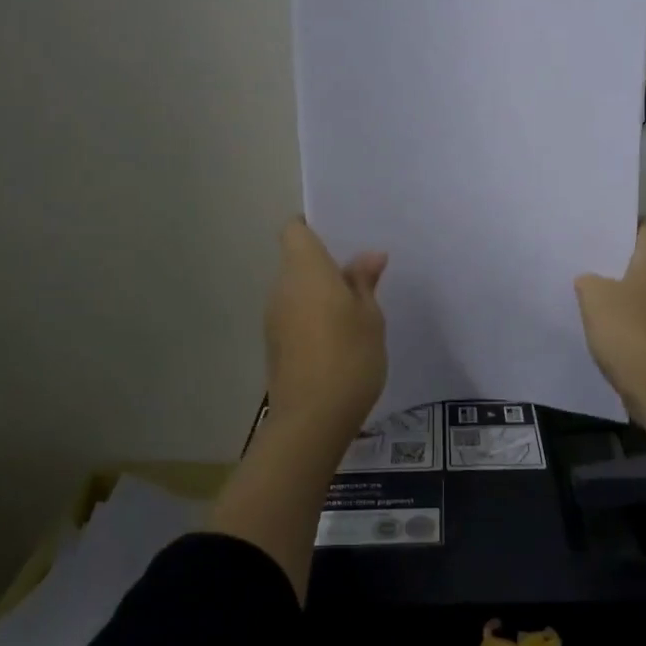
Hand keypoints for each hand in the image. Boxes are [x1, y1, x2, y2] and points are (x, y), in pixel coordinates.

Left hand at [264, 218, 387, 432]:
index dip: (313, 226)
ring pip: (296, 289)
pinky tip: (341, 334)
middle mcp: (282, 288)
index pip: (294, 230)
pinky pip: (295, 314)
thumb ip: (364, 281)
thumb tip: (369, 255)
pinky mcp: (276, 345)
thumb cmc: (349, 357)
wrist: (311, 420)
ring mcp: (275, 318)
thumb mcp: (370, 316)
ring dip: (320, 292)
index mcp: (305, 271)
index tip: (340, 235)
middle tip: (361, 272)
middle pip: (296, 260)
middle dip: (324, 263)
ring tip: (356, 305)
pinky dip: (313, 315)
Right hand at [574, 219, 645, 422]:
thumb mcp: (594, 296)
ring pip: (642, 286)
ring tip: (586, 285)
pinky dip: (624, 313)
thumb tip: (591, 280)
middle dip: (615, 255)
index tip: (597, 226)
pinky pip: (642, 313)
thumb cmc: (629, 331)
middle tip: (583, 253)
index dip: (622, 222)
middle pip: (643, 256)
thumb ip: (588, 279)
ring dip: (618, 286)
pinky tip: (600, 320)